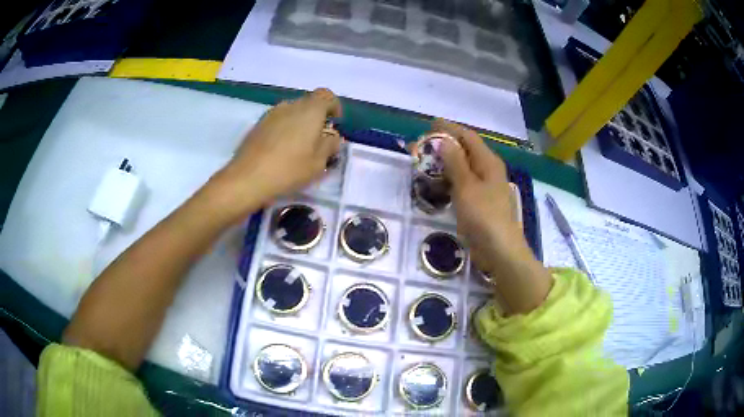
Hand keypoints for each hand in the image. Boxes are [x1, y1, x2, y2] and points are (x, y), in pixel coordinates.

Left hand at [208, 88, 341, 220]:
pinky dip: (284, 130)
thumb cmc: (289, 169)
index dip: (334, 106)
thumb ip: (330, 144)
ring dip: (299, 124)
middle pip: (309, 103)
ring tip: (298, 148)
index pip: (326, 95)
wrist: (247, 178)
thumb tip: (331, 136)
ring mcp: (271, 114)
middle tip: (318, 141)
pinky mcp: (258, 125)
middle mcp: (290, 105)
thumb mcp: (319, 163)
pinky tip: (281, 151)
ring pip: (292, 112)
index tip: (334, 124)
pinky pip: (278, 121)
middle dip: (317, 118)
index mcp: (309, 110)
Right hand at [435, 119, 532, 273]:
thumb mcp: (466, 186)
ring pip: (463, 168)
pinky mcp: (480, 203)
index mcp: (488, 162)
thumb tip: (444, 140)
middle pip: (465, 151)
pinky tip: (436, 184)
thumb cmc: (484, 216)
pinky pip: (462, 185)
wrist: (499, 250)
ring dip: (444, 164)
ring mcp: (485, 188)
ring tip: (423, 163)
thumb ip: (455, 162)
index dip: (449, 129)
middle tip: (421, 147)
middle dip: (443, 146)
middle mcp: (488, 171)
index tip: (429, 124)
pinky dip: (449, 181)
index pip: (468, 137)